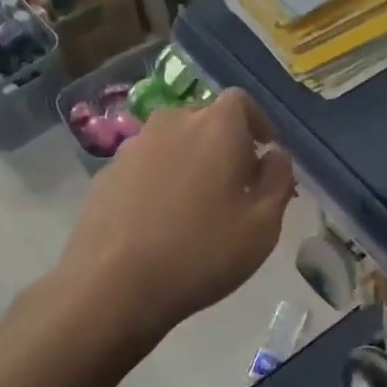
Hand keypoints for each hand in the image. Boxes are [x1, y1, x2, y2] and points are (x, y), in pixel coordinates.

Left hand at [58, 89, 296, 345]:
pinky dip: (159, 180)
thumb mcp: (263, 224)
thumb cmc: (201, 251)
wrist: (112, 284)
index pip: (242, 101)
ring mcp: (134, 145)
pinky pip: (146, 165)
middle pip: (205, 119)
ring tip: (196, 205)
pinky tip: (160, 220)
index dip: (257, 124)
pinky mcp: (107, 172)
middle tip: (235, 185)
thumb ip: (279, 178)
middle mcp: (173, 121)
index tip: (264, 154)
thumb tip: (275, 154)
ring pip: (173, 141)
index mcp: (216, 124)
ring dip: (190, 161)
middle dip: (224, 143)